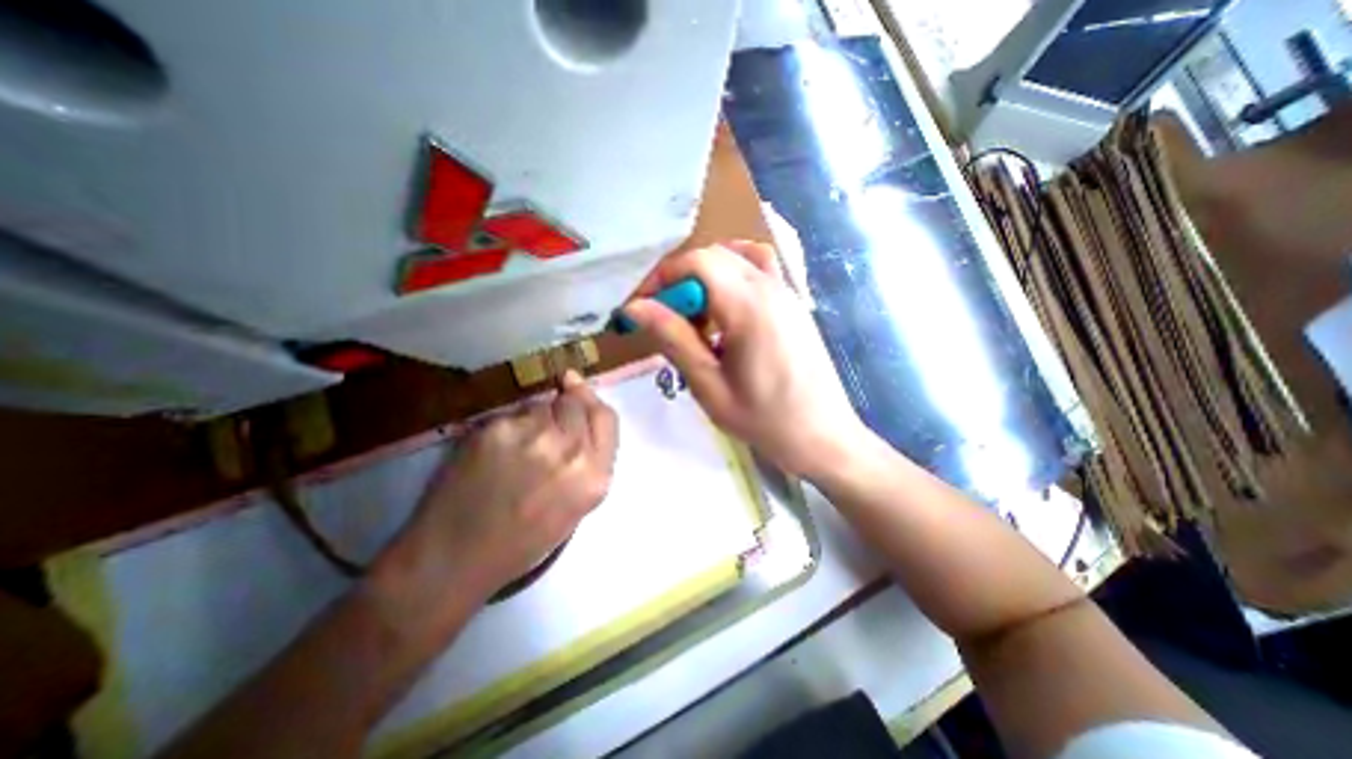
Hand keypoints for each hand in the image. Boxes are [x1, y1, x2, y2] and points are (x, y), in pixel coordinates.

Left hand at [385, 370, 615, 601]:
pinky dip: (505, 427)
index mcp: (593, 476)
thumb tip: (582, 417)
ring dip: (533, 418)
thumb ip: (589, 462)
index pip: (605, 417)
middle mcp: (569, 450)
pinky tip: (492, 453)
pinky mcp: (496, 429)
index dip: (591, 401)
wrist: (455, 557)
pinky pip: (510, 414)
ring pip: (540, 405)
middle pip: (574, 402)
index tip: (578, 391)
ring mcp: (532, 435)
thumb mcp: (575, 507)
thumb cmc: (522, 541)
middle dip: (563, 408)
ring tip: (515, 449)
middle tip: (545, 427)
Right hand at [624, 244, 875, 479]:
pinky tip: (726, 314)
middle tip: (665, 318)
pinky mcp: (795, 304)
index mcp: (749, 307)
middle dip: (680, 279)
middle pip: (714, 256)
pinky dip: (733, 277)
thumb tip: (635, 308)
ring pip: (737, 257)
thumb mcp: (709, 385)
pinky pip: (759, 270)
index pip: (696, 263)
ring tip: (697, 315)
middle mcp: (771, 288)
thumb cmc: (765, 420)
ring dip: (707, 276)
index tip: (642, 308)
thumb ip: (673, 339)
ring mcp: (788, 292)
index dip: (661, 278)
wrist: (824, 437)